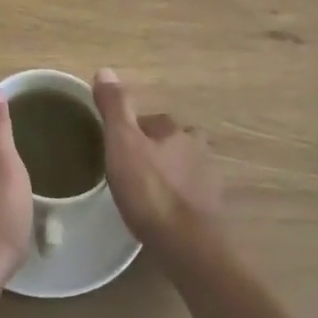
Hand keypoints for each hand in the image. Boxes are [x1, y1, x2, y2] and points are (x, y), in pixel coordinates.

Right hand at [94, 69, 221, 257]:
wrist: (187, 246)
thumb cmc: (150, 190)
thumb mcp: (122, 143)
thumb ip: (115, 107)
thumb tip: (105, 70)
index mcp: (177, 130)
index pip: (151, 121)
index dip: (130, 132)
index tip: (114, 149)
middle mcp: (199, 149)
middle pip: (169, 143)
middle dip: (152, 152)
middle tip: (126, 171)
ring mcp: (209, 182)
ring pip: (181, 169)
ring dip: (165, 175)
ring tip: (142, 193)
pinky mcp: (212, 212)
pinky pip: (188, 196)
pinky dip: (175, 199)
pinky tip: (160, 214)